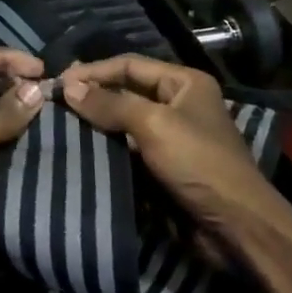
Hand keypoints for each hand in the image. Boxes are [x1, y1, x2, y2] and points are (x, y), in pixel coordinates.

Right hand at [59, 55, 276, 243]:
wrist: (235, 227)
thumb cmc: (198, 163)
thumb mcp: (153, 125)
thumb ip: (110, 104)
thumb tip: (68, 87)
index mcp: (184, 83)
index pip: (130, 64)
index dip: (94, 71)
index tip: (59, 81)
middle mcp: (178, 103)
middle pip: (127, 90)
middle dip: (93, 94)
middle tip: (56, 99)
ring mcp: (172, 136)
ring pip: (125, 121)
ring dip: (97, 122)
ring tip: (61, 122)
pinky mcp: (164, 166)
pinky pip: (129, 148)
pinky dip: (107, 147)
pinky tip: (82, 148)